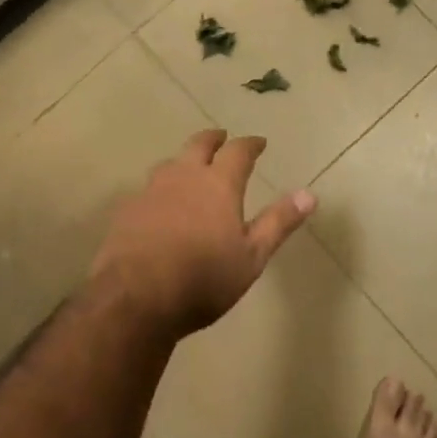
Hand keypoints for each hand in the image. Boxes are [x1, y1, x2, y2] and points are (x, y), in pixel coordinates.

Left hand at [90, 129, 314, 339]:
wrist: (133, 299)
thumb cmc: (202, 279)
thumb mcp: (251, 257)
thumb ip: (278, 223)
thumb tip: (309, 194)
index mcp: (218, 184)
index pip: (238, 152)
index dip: (250, 144)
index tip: (259, 142)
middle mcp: (184, 177)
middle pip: (199, 144)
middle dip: (214, 139)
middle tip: (222, 138)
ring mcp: (150, 191)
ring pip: (170, 163)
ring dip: (184, 160)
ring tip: (190, 166)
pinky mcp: (127, 210)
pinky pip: (148, 188)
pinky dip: (160, 188)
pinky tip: (159, 203)